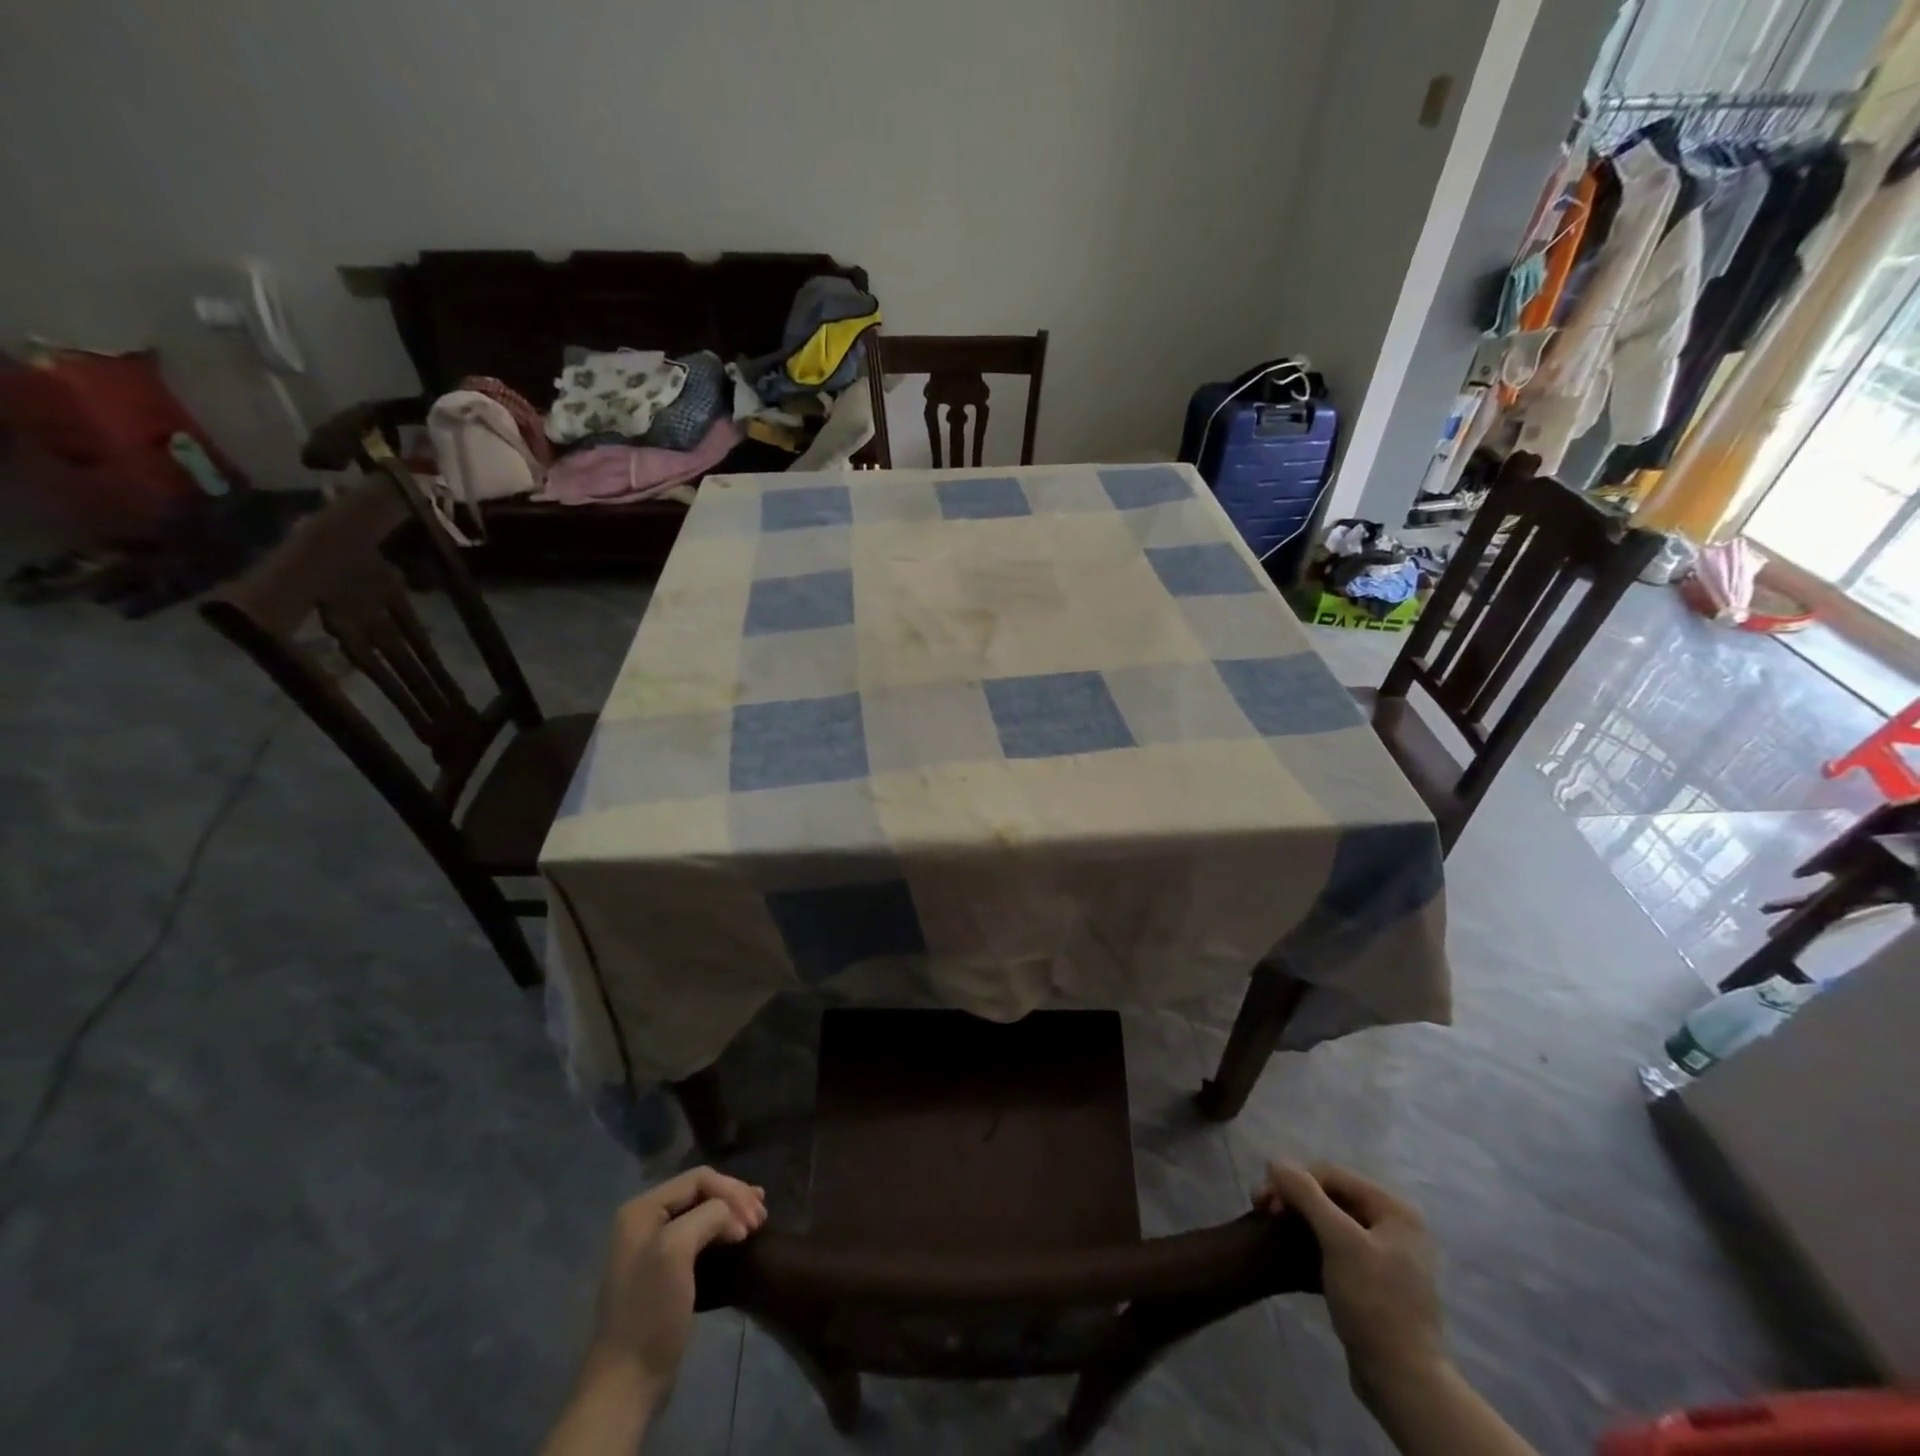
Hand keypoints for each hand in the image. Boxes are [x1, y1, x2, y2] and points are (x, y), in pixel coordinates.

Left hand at [588, 1167, 766, 1393]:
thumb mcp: (677, 1250)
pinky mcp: (666, 1270)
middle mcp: (645, 1219)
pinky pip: (700, 1235)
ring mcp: (654, 1245)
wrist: (628, 1381)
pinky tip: (740, 1235)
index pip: (699, 1179)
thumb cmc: (651, 1310)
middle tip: (763, 1218)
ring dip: (733, 1212)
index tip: (754, 1222)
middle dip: (735, 1200)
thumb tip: (733, 1218)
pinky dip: (723, 1230)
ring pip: (704, 1212)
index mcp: (642, 1209)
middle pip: (702, 1192)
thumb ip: (708, 1216)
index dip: (731, 1193)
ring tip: (760, 1220)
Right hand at [1256, 1162, 1445, 1397]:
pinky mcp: (1373, 1275)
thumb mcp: (1339, 1242)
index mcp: (1394, 1210)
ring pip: (1331, 1217)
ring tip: (1271, 1223)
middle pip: (1331, 1193)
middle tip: (1262, 1210)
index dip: (1295, 1180)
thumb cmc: (1373, 1302)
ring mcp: (1385, 1251)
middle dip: (1294, 1196)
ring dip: (1298, 1215)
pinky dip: (1311, 1237)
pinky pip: (1336, 1241)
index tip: (1264, 1201)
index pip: (1332, 1174)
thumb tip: (1275, 1160)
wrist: (1401, 1380)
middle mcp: (1393, 1223)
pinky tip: (1292, 1244)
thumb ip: (1306, 1194)